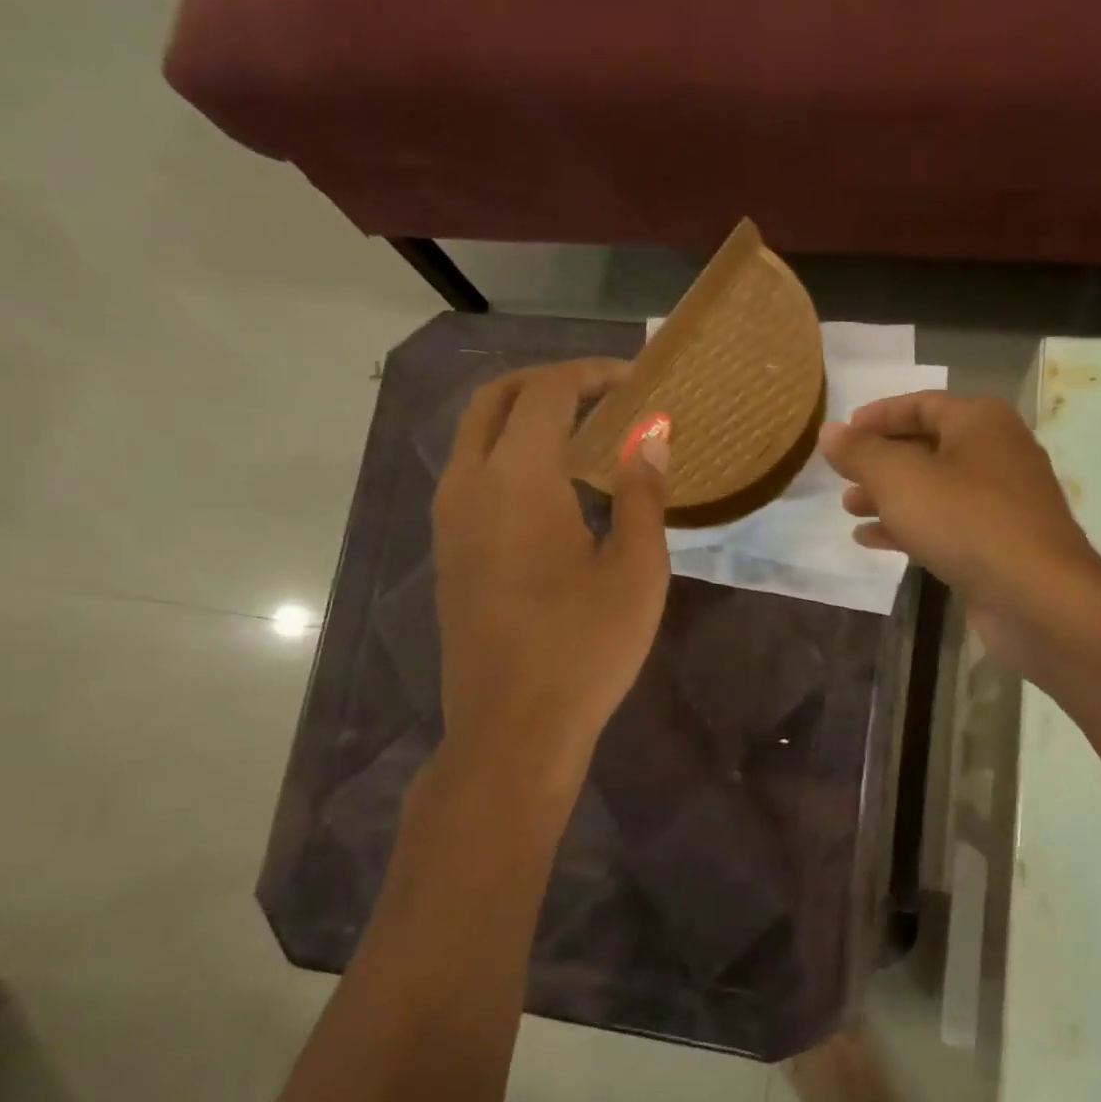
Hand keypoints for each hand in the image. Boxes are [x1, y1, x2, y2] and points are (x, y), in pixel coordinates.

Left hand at [432, 360, 670, 762]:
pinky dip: (507, 455)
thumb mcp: (636, 571)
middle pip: (496, 399)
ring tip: (581, 436)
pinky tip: (551, 488)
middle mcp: (469, 484)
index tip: (633, 381)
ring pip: (475, 436)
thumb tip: (652, 436)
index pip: (547, 393)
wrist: (513, 727)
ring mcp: (449, 520)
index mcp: (517, 479)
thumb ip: (644, 494)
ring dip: (523, 418)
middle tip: (601, 393)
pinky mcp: (448, 552)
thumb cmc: (585, 648)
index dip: (590, 374)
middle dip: (548, 382)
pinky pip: (471, 474)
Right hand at [818, 392, 1100, 672]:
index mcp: (980, 422)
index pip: (921, 404)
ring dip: (889, 497)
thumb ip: (860, 453)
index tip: (841, 433)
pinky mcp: (998, 542)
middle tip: (842, 477)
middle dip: (880, 462)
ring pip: (934, 490)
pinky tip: (872, 541)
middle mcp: (996, 453)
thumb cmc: (965, 520)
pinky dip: (909, 527)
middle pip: (927, 447)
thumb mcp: (900, 479)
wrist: (1034, 594)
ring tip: (849, 509)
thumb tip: (829, 432)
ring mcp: (1001, 501)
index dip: (877, 416)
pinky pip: (945, 524)